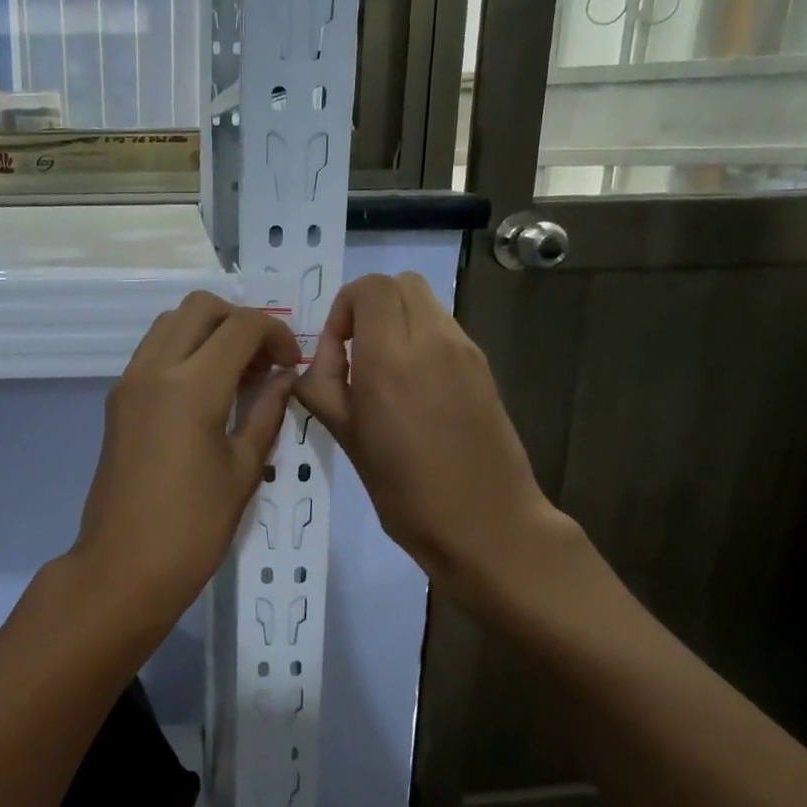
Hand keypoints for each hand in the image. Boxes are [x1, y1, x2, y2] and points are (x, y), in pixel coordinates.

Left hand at [69, 292, 298, 635]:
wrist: (124, 566)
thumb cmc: (194, 527)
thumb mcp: (243, 469)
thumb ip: (267, 412)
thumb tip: (285, 378)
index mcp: (193, 385)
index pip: (241, 326)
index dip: (276, 334)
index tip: (290, 363)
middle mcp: (155, 369)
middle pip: (200, 307)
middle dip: (239, 321)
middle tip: (261, 361)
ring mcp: (129, 382)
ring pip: (170, 323)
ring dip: (207, 331)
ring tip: (234, 374)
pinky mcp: (116, 400)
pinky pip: (152, 351)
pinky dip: (182, 350)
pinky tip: (204, 391)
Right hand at [293, 273, 572, 609]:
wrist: (486, 523)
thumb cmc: (405, 490)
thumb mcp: (346, 439)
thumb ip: (322, 387)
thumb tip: (320, 361)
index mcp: (390, 357)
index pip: (369, 288)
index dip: (345, 308)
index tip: (338, 351)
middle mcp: (432, 340)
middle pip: (401, 284)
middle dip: (371, 307)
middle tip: (357, 354)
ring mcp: (465, 351)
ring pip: (426, 303)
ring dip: (398, 322)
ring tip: (385, 375)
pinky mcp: (483, 367)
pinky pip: (445, 330)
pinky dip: (422, 340)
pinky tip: (415, 391)